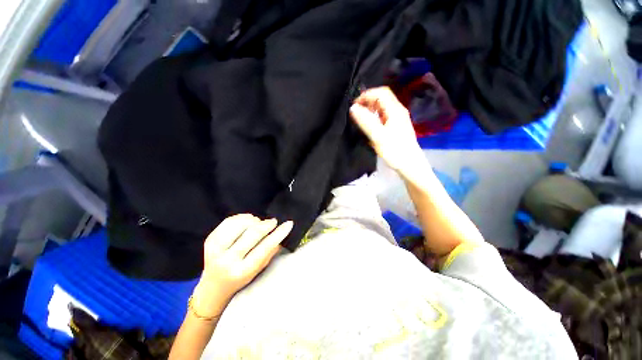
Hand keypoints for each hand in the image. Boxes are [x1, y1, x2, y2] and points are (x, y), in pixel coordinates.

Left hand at [193, 214, 292, 315]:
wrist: (213, 286)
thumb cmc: (240, 277)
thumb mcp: (258, 269)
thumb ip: (270, 251)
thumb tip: (282, 231)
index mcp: (242, 271)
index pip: (264, 248)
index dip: (278, 234)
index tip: (288, 223)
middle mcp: (227, 261)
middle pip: (252, 234)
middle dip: (266, 224)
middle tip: (273, 222)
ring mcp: (215, 249)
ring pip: (240, 224)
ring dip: (253, 221)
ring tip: (257, 224)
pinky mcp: (209, 240)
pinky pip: (229, 220)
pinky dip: (242, 217)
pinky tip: (247, 222)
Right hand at [350, 87, 423, 171]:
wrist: (409, 165)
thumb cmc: (395, 151)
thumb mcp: (378, 136)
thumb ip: (365, 122)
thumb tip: (353, 108)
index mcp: (395, 110)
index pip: (381, 93)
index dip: (367, 95)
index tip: (354, 105)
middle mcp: (397, 111)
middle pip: (382, 99)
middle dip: (367, 102)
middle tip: (355, 112)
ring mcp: (397, 119)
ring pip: (382, 108)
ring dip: (370, 110)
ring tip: (359, 118)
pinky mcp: (396, 127)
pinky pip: (383, 117)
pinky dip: (374, 117)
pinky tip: (368, 126)